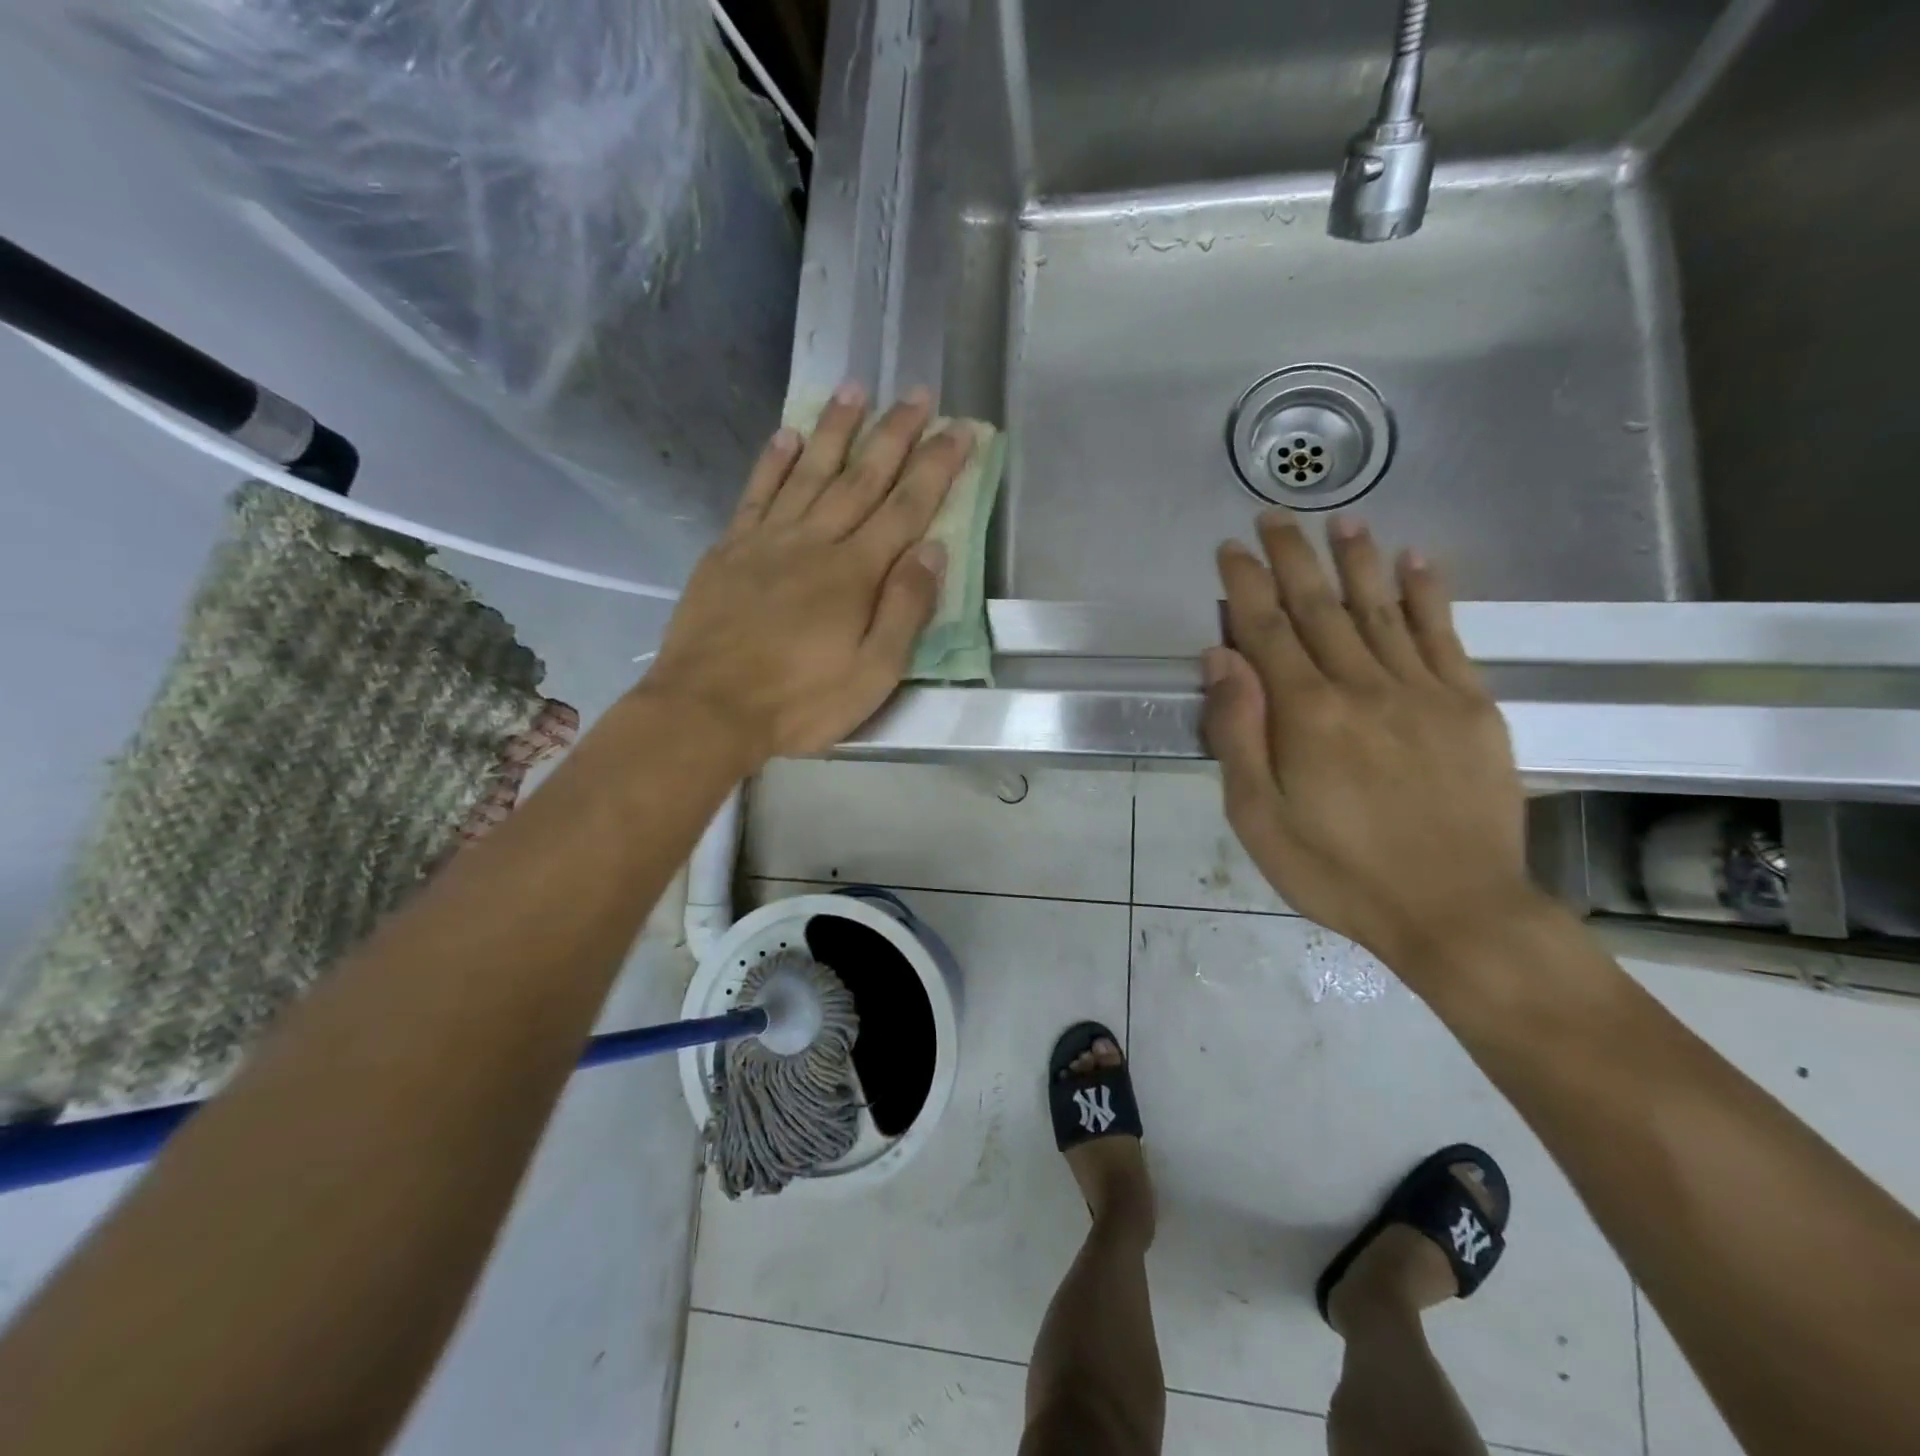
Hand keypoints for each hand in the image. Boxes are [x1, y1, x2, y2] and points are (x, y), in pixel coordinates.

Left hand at [643, 384, 972, 765]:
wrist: (707, 709)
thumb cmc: (799, 701)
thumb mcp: (872, 674)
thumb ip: (905, 610)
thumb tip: (932, 550)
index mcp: (855, 573)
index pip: (906, 508)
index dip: (936, 467)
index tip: (960, 429)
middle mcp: (814, 542)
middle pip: (862, 478)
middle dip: (894, 433)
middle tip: (917, 392)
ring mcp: (767, 541)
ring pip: (809, 472)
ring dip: (835, 429)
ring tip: (856, 388)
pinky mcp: (729, 551)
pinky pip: (756, 494)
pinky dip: (772, 462)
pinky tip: (787, 434)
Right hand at [1202, 513, 1537, 975]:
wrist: (1455, 911)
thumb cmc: (1337, 871)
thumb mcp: (1258, 817)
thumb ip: (1237, 733)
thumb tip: (1221, 658)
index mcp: (1305, 715)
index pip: (1267, 630)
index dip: (1246, 584)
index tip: (1230, 549)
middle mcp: (1363, 687)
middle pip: (1320, 607)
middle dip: (1293, 557)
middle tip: (1274, 516)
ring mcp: (1423, 692)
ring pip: (1382, 609)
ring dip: (1358, 561)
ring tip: (1341, 520)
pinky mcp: (1470, 707)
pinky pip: (1445, 636)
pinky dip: (1429, 595)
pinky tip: (1418, 561)